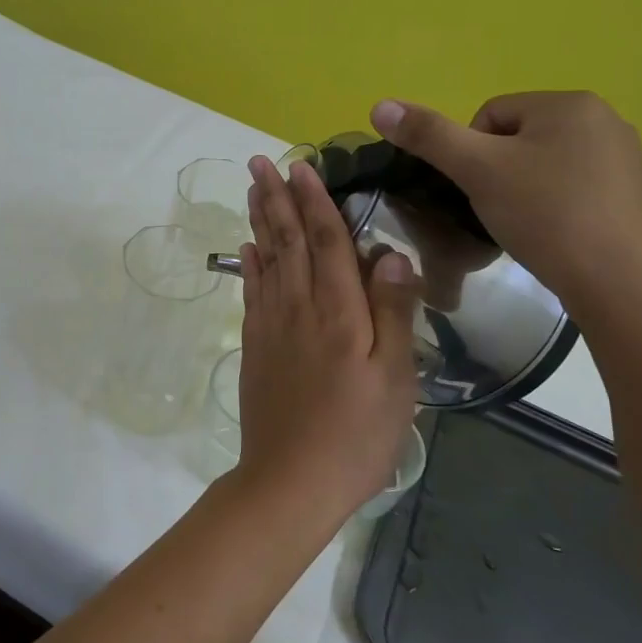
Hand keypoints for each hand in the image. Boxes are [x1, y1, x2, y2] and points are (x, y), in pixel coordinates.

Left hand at [234, 155, 419, 519]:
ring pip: (265, 260)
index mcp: (338, 311)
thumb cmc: (356, 434)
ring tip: (251, 190)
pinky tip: (247, 249)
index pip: (327, 241)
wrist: (291, 480)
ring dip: (259, 221)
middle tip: (260, 162)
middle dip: (275, 198)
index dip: (315, 201)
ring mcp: (271, 327)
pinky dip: (249, 265)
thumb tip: (390, 254)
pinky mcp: (255, 347)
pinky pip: (251, 293)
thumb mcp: (395, 378)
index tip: (302, 166)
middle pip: (287, 241)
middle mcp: (298, 307)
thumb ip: (393, 312)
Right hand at [369, 91, 641, 315]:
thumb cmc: (545, 215)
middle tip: (498, 211)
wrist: (617, 282)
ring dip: (524, 190)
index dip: (470, 155)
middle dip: (498, 172)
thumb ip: (428, 136)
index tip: (477, 191)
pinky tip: (555, 235)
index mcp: (569, 103)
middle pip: (517, 139)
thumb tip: (379, 105)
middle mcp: (605, 119)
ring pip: (545, 165)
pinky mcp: (635, 194)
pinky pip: (575, 188)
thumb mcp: (477, 170)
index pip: (490, 116)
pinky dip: (555, 207)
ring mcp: (626, 157)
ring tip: (525, 227)